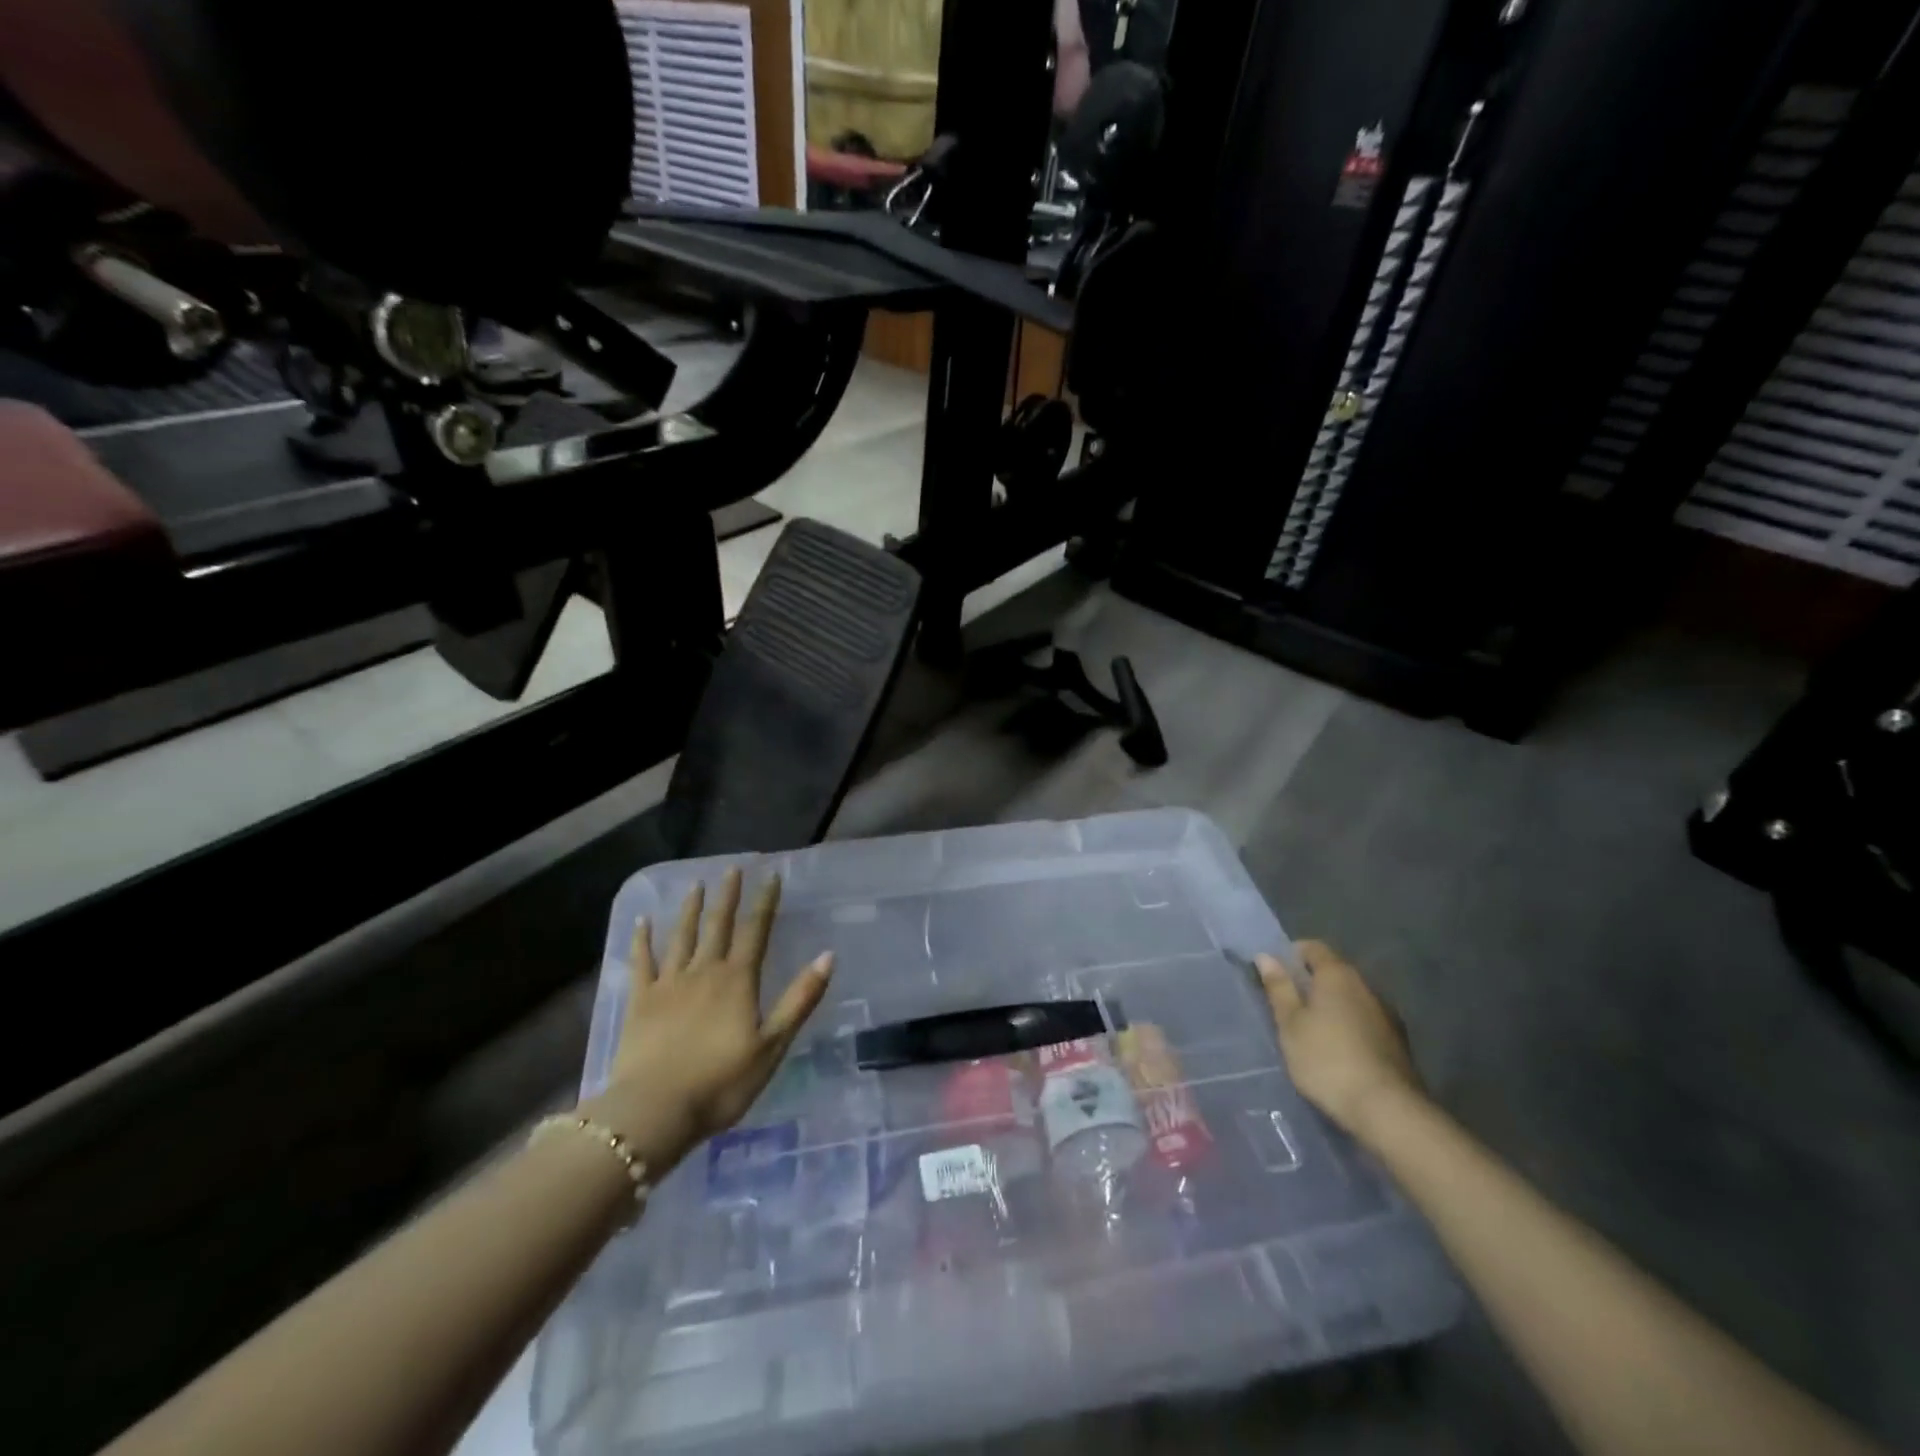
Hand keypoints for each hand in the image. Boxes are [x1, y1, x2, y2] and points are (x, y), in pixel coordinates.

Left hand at [583, 868, 831, 1171]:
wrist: (655, 1111)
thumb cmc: (721, 1083)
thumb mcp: (772, 1045)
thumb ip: (799, 999)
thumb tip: (828, 955)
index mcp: (738, 981)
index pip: (756, 931)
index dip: (765, 902)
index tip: (771, 875)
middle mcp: (704, 971)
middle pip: (718, 925)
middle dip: (728, 895)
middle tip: (732, 868)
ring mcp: (669, 984)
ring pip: (681, 936)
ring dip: (690, 909)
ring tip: (696, 885)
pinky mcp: (640, 1001)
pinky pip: (641, 962)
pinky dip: (642, 940)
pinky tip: (642, 921)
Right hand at [1258, 940, 1422, 1141]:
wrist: (1387, 1109)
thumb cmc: (1326, 1059)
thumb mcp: (1290, 1024)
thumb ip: (1278, 988)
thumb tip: (1265, 956)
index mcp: (1337, 975)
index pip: (1313, 947)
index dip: (1292, 954)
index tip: (1276, 974)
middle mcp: (1366, 986)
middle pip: (1334, 972)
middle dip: (1311, 982)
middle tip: (1288, 1004)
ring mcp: (1386, 1014)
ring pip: (1351, 998)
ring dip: (1332, 1006)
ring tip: (1312, 1030)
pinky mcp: (1397, 1042)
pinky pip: (1365, 1021)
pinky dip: (1349, 1026)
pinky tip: (1338, 1050)